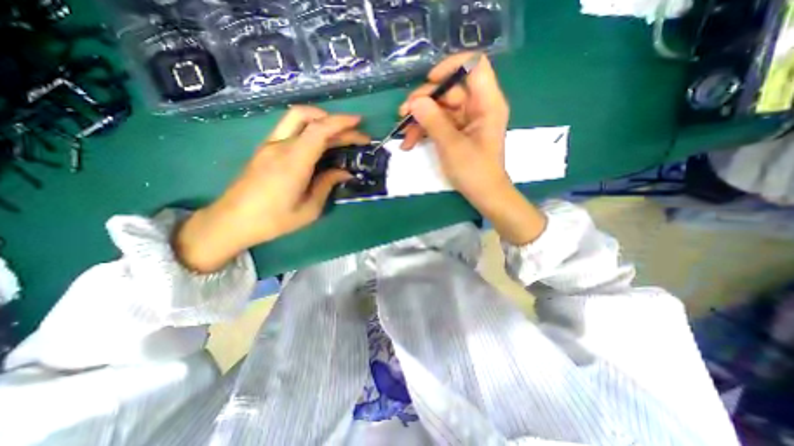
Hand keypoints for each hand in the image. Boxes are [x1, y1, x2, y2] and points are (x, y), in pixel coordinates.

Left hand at [174, 104, 369, 271]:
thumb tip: (344, 172)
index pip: (319, 130)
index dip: (341, 123)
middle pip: (309, 118)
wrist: (231, 221)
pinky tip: (320, 142)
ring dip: (321, 119)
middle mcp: (280, 146)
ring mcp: (270, 145)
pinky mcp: (266, 148)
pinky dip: (310, 128)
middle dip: (337, 123)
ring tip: (340, 133)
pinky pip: (291, 128)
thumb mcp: (309, 209)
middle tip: (357, 135)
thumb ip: (327, 185)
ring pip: (297, 118)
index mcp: (293, 162)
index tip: (359, 123)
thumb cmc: (273, 220)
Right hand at [400, 52, 511, 204]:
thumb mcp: (451, 146)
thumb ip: (433, 121)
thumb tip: (415, 102)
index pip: (473, 66)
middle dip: (424, 101)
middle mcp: (478, 107)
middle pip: (449, 90)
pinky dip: (425, 131)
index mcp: (487, 103)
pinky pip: (439, 124)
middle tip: (403, 114)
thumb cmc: (474, 171)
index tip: (429, 82)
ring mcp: (467, 120)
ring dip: (420, 120)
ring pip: (440, 109)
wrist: (484, 195)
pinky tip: (410, 143)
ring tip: (403, 135)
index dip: (450, 67)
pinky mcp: (458, 132)